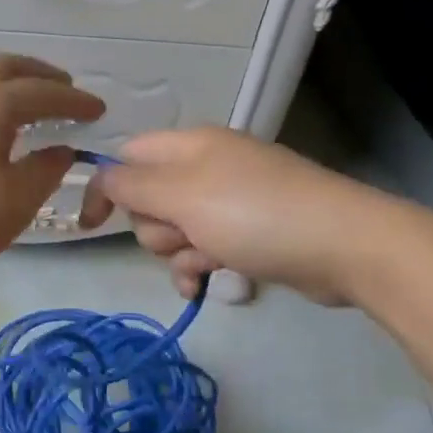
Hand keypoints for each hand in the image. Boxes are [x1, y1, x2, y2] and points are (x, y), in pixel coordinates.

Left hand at [0, 55, 103, 282]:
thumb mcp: (12, 204)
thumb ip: (45, 172)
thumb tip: (62, 149)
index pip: (47, 92)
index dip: (76, 101)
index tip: (99, 110)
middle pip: (9, 67)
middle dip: (42, 75)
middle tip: (64, 89)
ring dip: (8, 79)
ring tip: (25, 99)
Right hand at [79, 127, 386, 303]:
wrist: (343, 246)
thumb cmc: (253, 214)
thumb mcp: (181, 195)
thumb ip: (131, 185)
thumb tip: (101, 177)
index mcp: (191, 145)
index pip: (129, 157)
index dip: (107, 188)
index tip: (90, 225)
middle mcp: (208, 168)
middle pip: (150, 198)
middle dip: (155, 227)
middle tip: (182, 235)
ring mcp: (231, 201)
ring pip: (175, 229)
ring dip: (177, 253)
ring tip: (205, 263)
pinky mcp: (249, 233)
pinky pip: (203, 249)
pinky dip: (197, 267)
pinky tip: (203, 287)